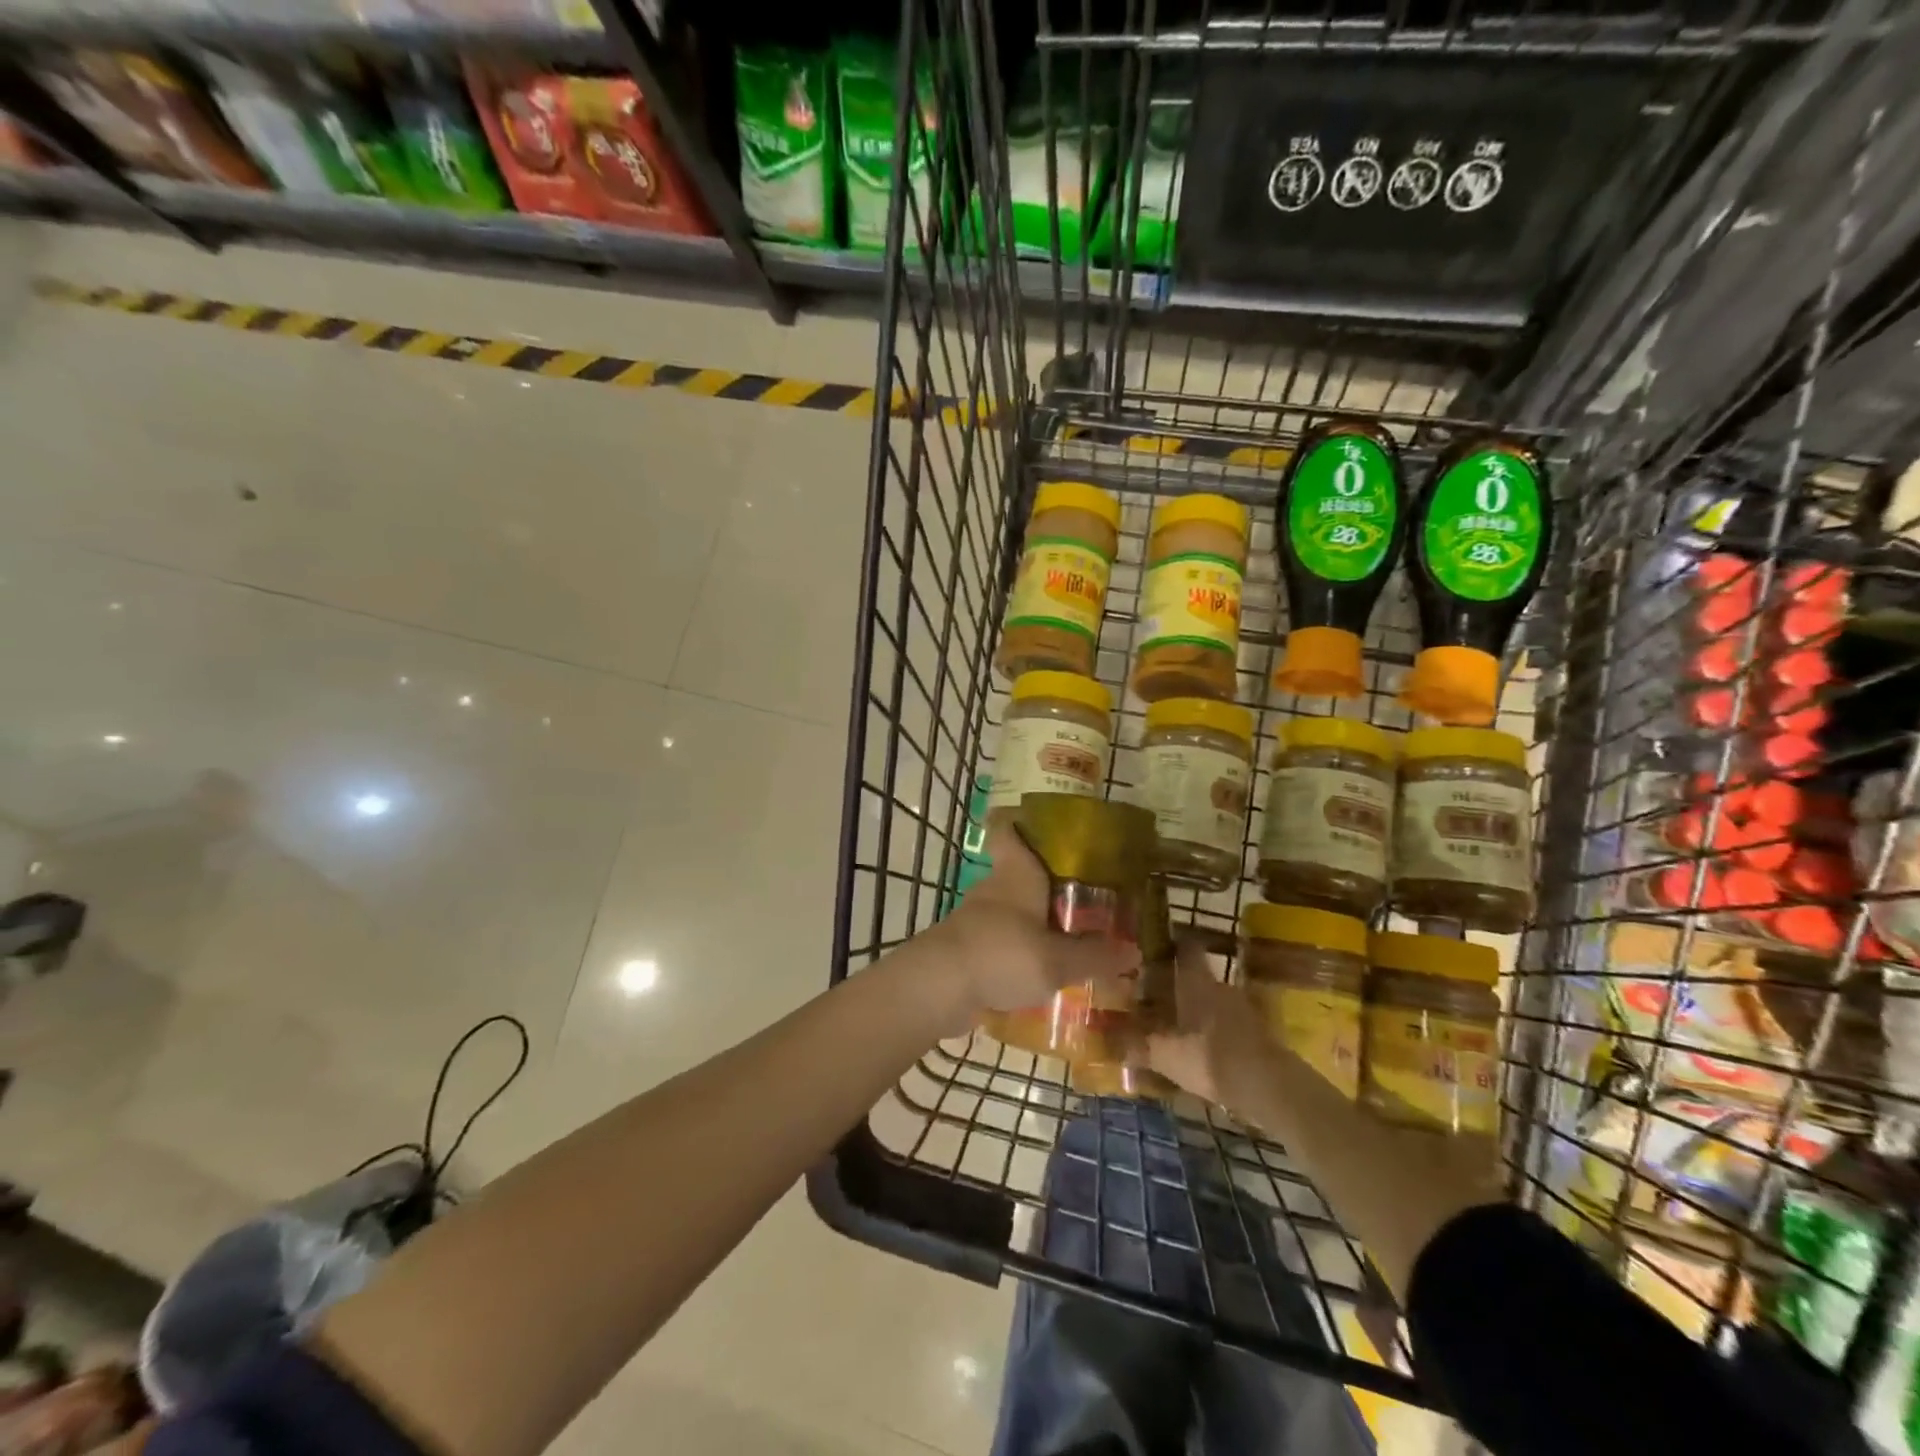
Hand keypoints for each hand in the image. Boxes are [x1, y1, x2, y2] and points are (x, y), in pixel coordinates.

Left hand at [929, 826, 1141, 1025]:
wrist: (938, 987)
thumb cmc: (1002, 954)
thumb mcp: (1058, 960)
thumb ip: (1094, 957)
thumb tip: (1133, 952)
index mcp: (1016, 873)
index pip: (1007, 831)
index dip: (1019, 822)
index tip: (1041, 823)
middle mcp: (994, 888)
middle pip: (1018, 874)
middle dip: (1045, 885)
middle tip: (1082, 897)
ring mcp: (976, 919)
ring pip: (1010, 912)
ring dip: (1032, 923)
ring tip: (1068, 940)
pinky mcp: (967, 949)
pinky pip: (999, 943)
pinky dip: (1017, 952)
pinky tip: (1040, 973)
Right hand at [1136, 936, 1276, 1110]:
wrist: (1269, 1087)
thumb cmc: (1209, 1058)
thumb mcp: (1165, 1055)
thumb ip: (1137, 1045)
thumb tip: (1106, 1038)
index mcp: (1197, 982)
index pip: (1186, 949)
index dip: (1173, 943)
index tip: (1157, 944)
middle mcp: (1221, 987)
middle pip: (1199, 977)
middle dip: (1180, 984)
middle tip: (1158, 994)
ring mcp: (1244, 1009)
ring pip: (1215, 1001)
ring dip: (1199, 1009)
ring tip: (1178, 1024)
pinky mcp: (1259, 1033)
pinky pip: (1229, 1023)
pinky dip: (1216, 1030)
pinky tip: (1202, 1047)